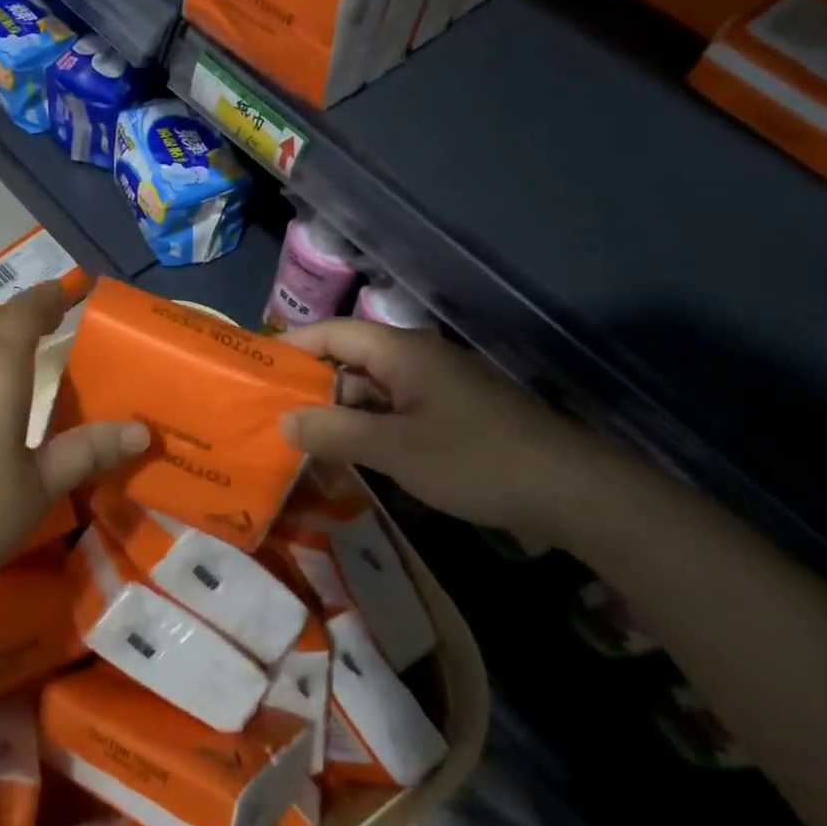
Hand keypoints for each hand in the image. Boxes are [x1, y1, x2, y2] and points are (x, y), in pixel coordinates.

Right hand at [279, 319, 621, 542]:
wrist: (572, 491)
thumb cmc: (476, 459)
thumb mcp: (395, 449)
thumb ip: (335, 433)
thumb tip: (283, 422)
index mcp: (402, 352)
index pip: (332, 333)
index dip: (291, 347)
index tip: (254, 370)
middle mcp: (416, 361)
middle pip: (349, 362)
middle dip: (309, 388)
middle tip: (267, 415)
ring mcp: (436, 390)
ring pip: (371, 393)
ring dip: (338, 415)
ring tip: (295, 441)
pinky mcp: (450, 418)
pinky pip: (394, 415)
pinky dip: (367, 431)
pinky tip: (346, 458)